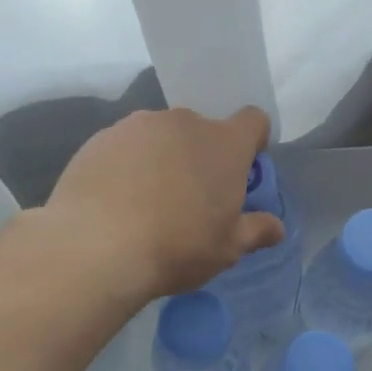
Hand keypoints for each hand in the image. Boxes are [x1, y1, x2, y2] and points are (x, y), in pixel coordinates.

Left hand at [43, 106, 283, 302]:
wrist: (95, 246)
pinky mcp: (100, 138)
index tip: (241, 170)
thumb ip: (255, 231)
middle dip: (201, 156)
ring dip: (162, 158)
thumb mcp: (226, 249)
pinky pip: (125, 146)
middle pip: (202, 130)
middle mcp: (183, 122)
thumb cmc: (176, 246)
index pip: (252, 121)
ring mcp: (138, 126)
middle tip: (191, 198)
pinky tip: (115, 201)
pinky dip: (127, 165)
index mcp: (223, 143)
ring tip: (146, 201)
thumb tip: (276, 228)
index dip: (252, 142)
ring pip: (161, 137)